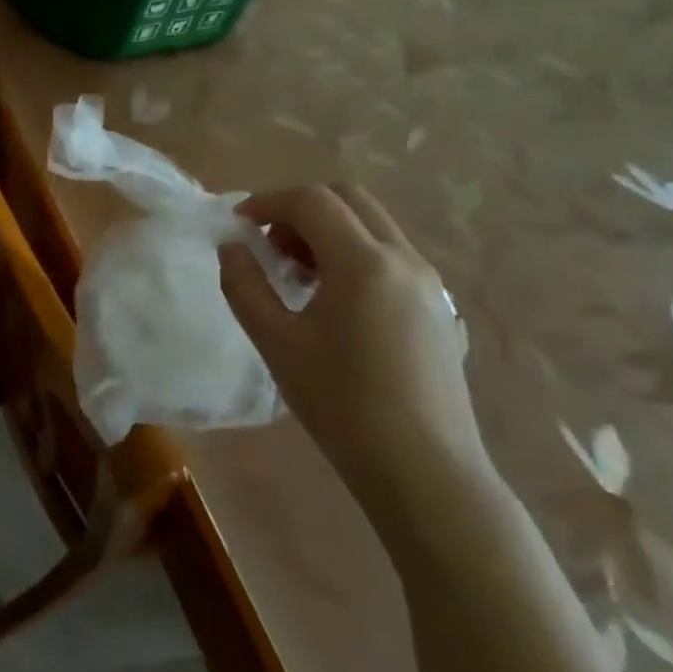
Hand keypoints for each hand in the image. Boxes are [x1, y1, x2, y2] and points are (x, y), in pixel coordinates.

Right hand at [219, 183, 485, 523]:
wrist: (425, 472)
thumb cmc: (341, 405)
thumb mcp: (275, 342)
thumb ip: (244, 285)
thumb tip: (233, 247)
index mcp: (364, 263)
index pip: (311, 201)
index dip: (267, 202)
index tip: (237, 224)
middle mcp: (404, 260)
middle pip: (349, 199)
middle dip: (300, 208)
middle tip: (268, 243)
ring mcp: (430, 285)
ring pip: (373, 226)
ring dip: (328, 230)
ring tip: (295, 274)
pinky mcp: (439, 310)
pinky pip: (392, 257)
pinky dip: (354, 254)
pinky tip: (334, 302)